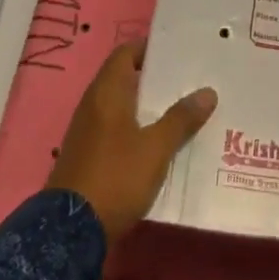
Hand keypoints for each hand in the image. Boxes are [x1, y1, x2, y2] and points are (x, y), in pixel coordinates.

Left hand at [47, 40, 217, 241]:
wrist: (71, 231)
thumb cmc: (115, 177)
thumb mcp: (156, 148)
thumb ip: (181, 119)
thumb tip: (207, 92)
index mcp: (107, 92)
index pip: (126, 53)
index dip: (150, 48)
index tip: (179, 51)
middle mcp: (93, 104)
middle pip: (126, 78)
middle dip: (156, 78)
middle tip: (190, 79)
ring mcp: (88, 131)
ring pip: (123, 106)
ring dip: (149, 106)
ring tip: (184, 108)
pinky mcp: (89, 155)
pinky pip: (117, 129)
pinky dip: (139, 128)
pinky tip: (162, 141)